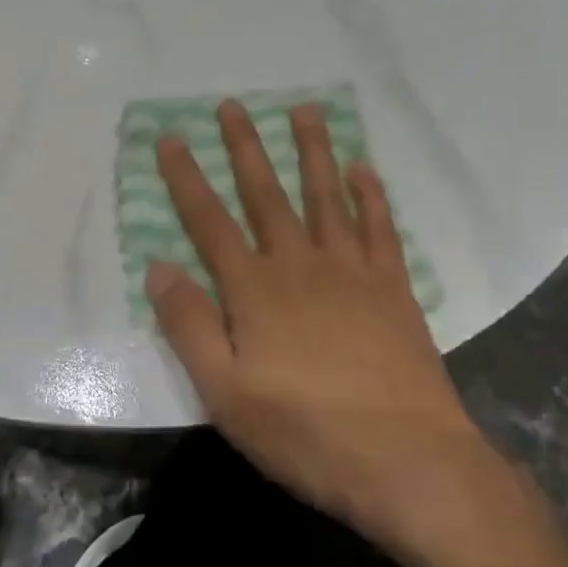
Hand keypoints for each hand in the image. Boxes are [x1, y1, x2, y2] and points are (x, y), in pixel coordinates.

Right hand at [146, 100, 480, 542]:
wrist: (408, 462)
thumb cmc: (306, 433)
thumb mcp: (226, 393)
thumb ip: (190, 326)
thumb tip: (159, 266)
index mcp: (255, 290)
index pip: (209, 221)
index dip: (186, 178)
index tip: (171, 138)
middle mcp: (300, 265)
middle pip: (266, 194)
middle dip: (245, 147)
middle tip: (232, 104)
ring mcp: (352, 272)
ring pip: (326, 196)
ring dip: (313, 151)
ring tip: (305, 110)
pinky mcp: (393, 288)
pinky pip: (380, 229)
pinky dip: (372, 195)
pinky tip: (365, 169)